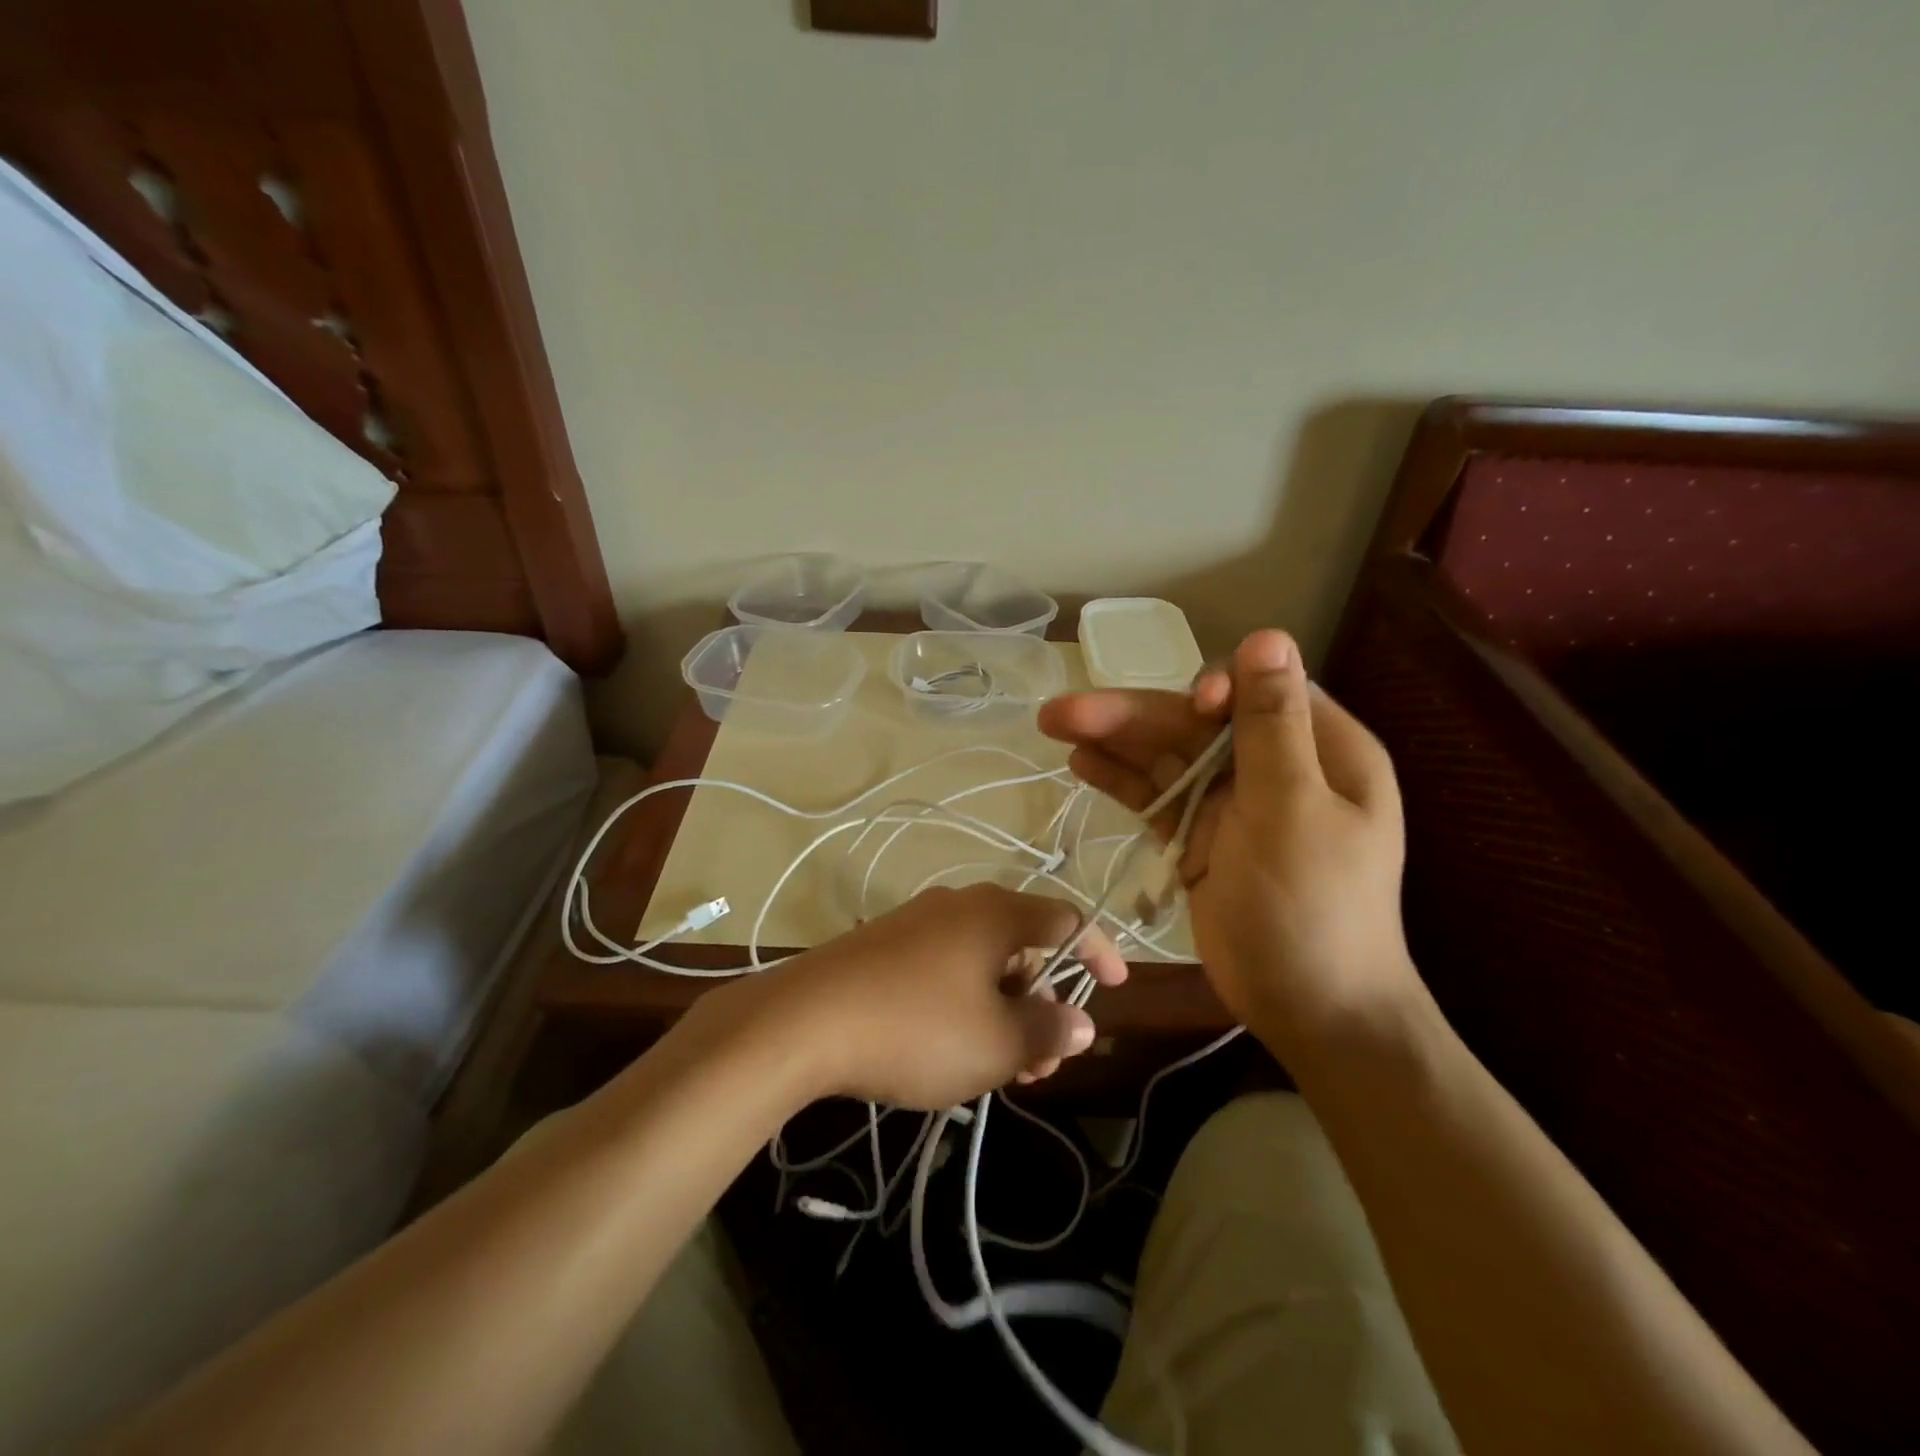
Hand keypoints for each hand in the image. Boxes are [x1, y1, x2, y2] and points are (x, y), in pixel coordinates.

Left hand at [740, 884, 1127, 1109]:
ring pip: (982, 964)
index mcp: (995, 914)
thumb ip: (1048, 1030)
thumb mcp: (995, 1043)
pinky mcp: (883, 947)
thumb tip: (1083, 1022)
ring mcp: (916, 923)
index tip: (1117, 988)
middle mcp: (959, 905)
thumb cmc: (916, 1028)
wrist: (802, 1021)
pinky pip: (944, 970)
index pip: (1066, 920)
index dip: (1098, 952)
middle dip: (1043, 1005)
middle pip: (1023, 947)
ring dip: (1004, 1012)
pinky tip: (952, 1052)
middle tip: (1042, 1063)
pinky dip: (966, 1006)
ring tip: (1000, 1071)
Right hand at [1039, 629, 1417, 1057]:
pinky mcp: (1200, 836)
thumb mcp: (1296, 810)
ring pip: (1166, 758)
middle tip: (1059, 713)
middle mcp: (1274, 766)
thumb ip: (1273, 726)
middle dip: (1132, 716)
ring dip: (1114, 742)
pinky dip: (1122, 780)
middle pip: (1194, 725)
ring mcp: (1233, 803)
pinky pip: (1157, 797)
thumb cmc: (1315, 910)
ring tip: (1054, 727)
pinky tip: (1082, 765)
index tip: (1191, 709)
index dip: (1210, 691)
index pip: (1255, 692)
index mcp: (1319, 749)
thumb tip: (1266, 636)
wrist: (1314, 1011)